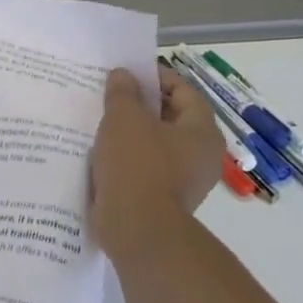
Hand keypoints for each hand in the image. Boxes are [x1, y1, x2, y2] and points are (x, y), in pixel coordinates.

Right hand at [88, 63, 223, 265]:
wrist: (136, 229)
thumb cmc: (137, 166)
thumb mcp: (124, 119)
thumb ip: (123, 92)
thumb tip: (123, 75)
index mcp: (202, 132)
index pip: (184, 91)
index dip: (157, 77)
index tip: (128, 72)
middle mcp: (200, 155)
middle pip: (171, 118)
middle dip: (141, 105)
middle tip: (110, 95)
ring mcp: (183, 180)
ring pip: (155, 144)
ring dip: (131, 133)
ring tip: (100, 123)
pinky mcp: (161, 199)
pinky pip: (144, 168)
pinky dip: (126, 158)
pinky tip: (101, 154)